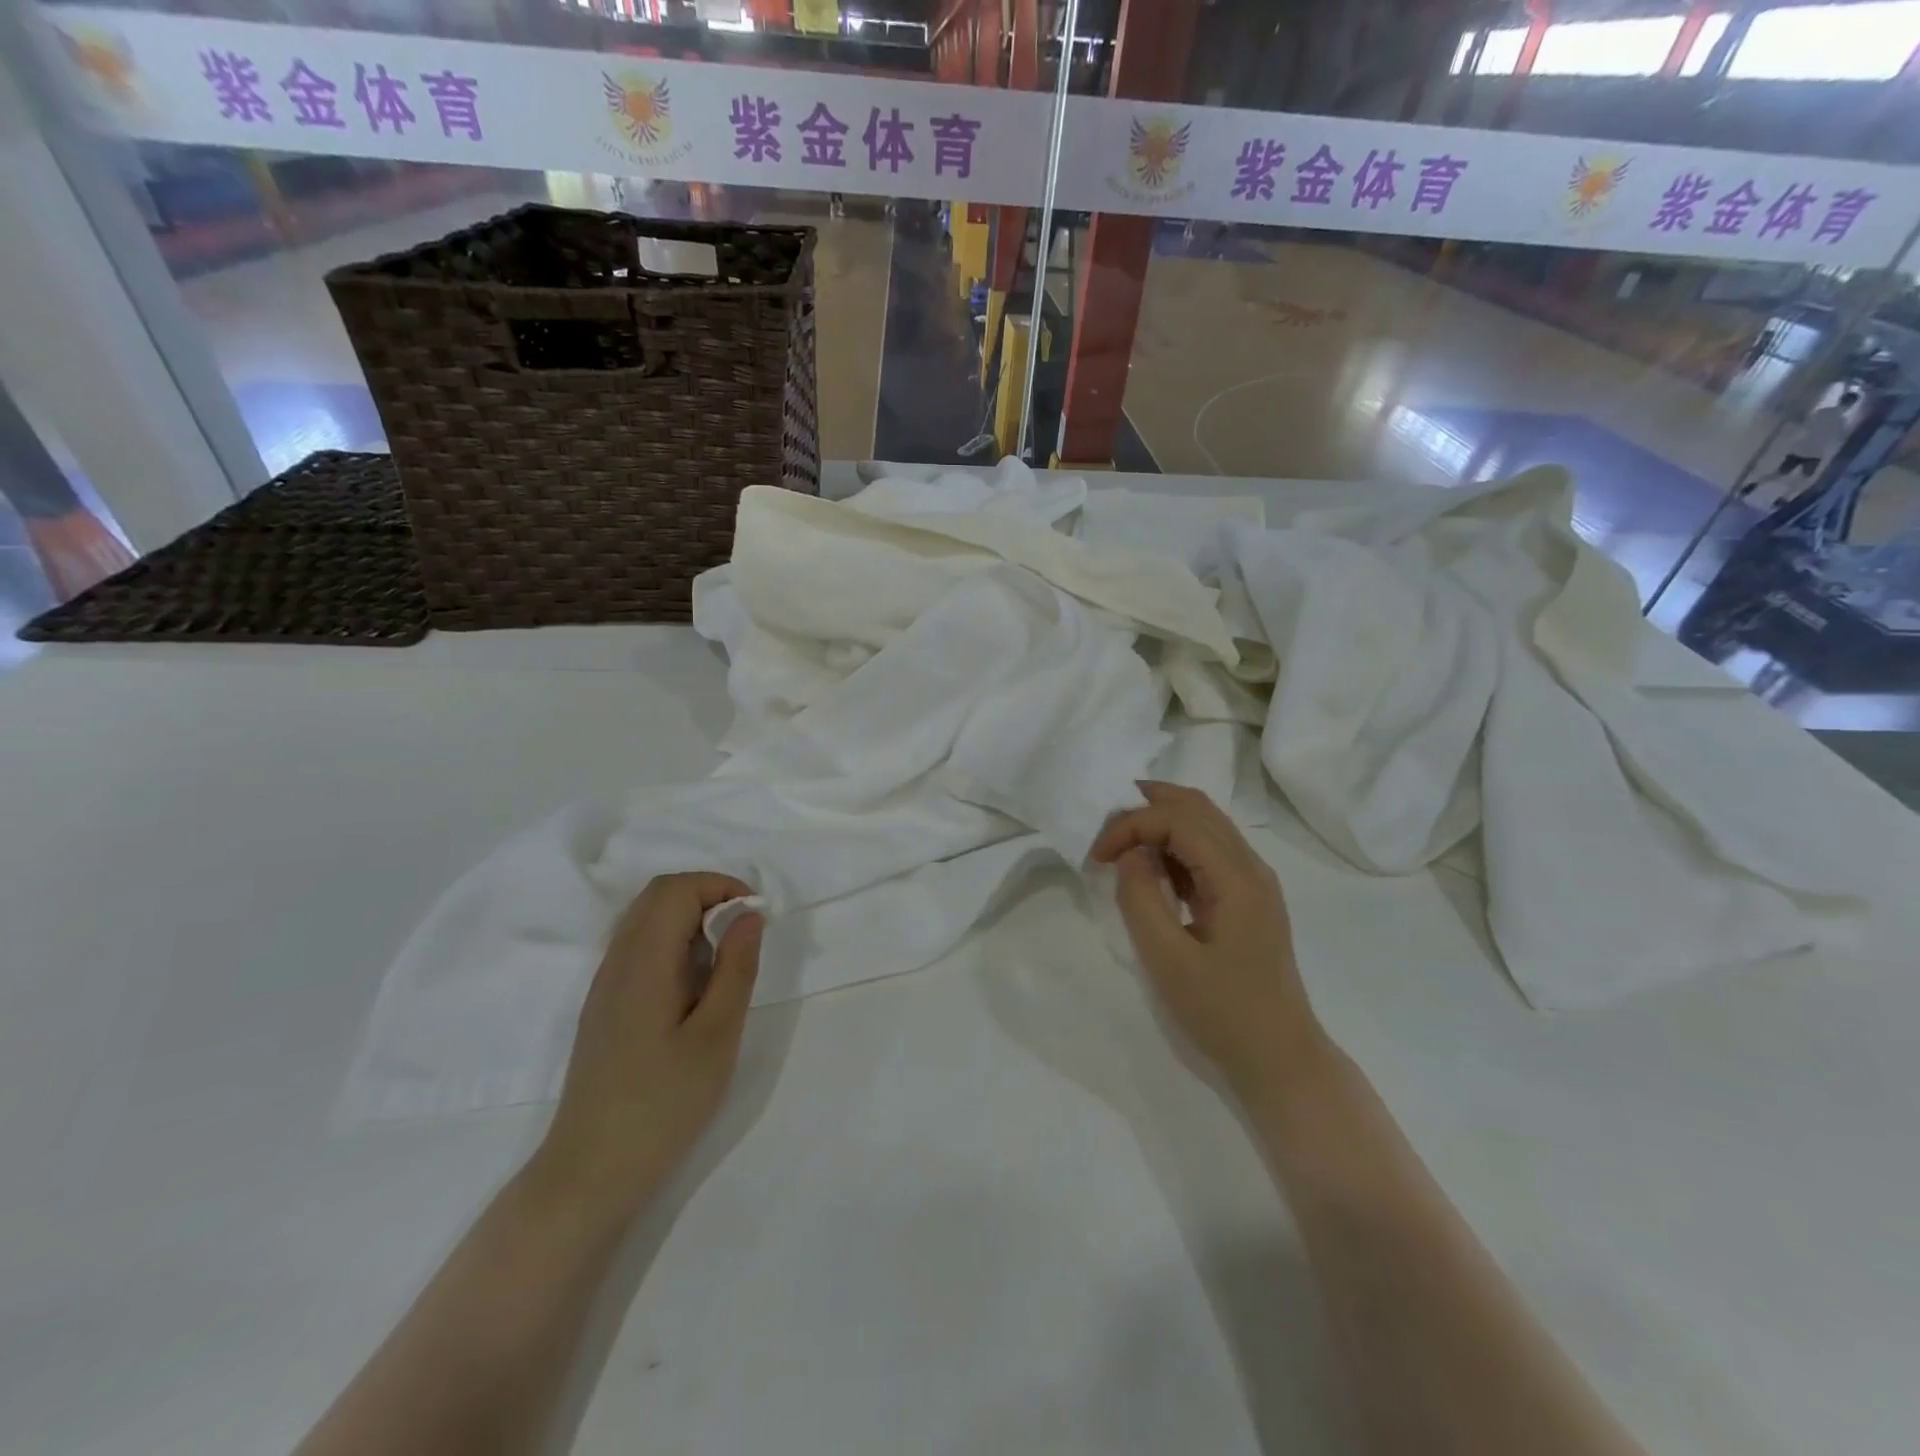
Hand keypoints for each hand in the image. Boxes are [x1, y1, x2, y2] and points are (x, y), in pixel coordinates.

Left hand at [534, 873, 763, 1218]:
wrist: (591, 1173)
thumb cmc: (663, 1105)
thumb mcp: (717, 1036)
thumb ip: (736, 969)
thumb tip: (749, 915)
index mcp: (643, 964)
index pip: (676, 890)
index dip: (720, 886)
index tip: (756, 915)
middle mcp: (617, 963)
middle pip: (657, 895)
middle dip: (707, 895)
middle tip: (745, 930)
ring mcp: (605, 985)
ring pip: (645, 919)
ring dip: (690, 917)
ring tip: (726, 955)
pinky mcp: (604, 1006)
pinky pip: (638, 947)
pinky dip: (672, 941)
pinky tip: (695, 983)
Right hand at [1091, 783, 1325, 1099]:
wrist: (1280, 1059)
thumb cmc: (1222, 1012)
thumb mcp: (1167, 959)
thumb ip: (1140, 898)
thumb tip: (1130, 855)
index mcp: (1237, 877)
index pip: (1178, 819)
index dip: (1131, 825)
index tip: (1097, 856)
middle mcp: (1251, 867)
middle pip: (1197, 807)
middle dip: (1146, 806)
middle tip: (1104, 826)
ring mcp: (1254, 882)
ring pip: (1205, 824)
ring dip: (1160, 823)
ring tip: (1121, 844)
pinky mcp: (1248, 899)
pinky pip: (1210, 852)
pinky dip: (1175, 846)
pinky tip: (1152, 871)